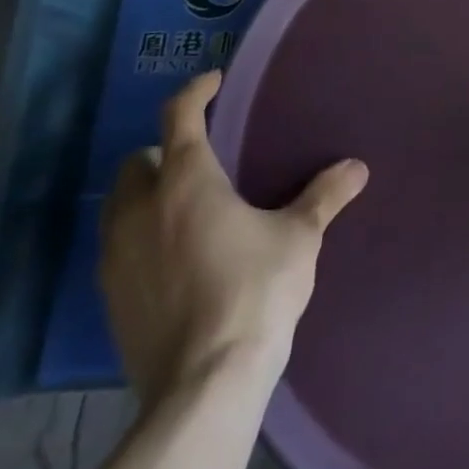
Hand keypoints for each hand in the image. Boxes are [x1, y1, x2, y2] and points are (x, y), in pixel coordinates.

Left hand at [100, 69, 368, 401]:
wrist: (203, 386)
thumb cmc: (254, 291)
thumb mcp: (298, 238)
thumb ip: (324, 196)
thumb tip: (357, 167)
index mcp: (186, 181)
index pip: (179, 116)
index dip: (196, 91)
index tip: (214, 82)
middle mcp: (141, 209)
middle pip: (138, 161)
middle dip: (163, 152)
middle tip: (202, 160)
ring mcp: (117, 256)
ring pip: (120, 205)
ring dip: (146, 195)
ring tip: (186, 207)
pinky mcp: (110, 298)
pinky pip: (118, 247)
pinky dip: (140, 237)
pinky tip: (174, 256)